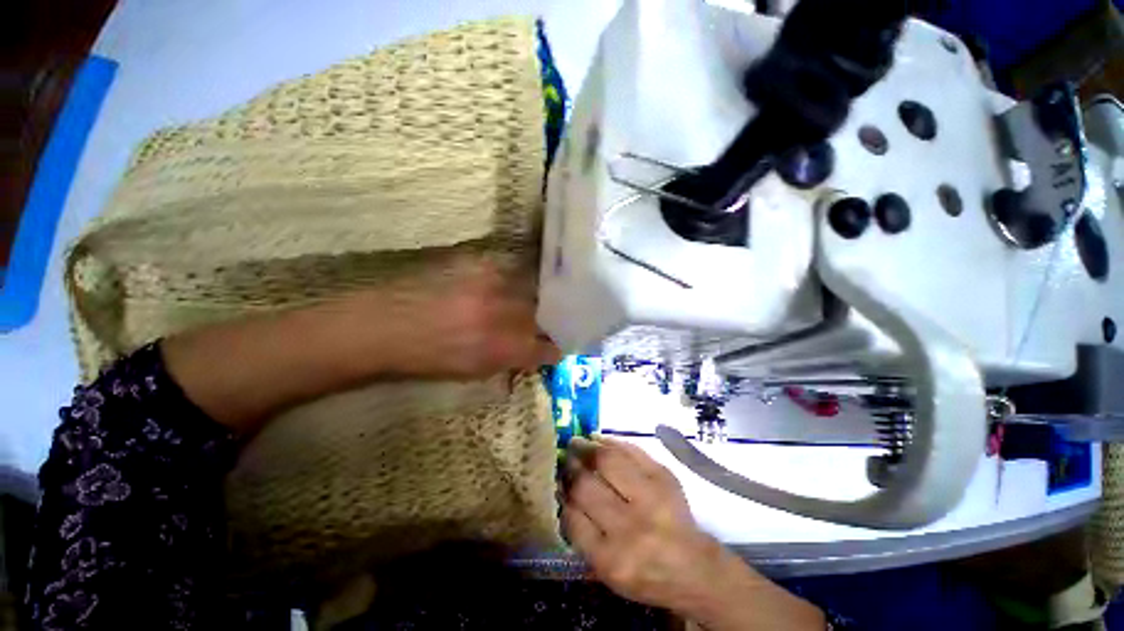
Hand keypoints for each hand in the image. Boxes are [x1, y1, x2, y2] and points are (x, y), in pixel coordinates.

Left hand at [359, 260, 560, 378]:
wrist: (383, 325)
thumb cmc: (425, 359)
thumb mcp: (472, 372)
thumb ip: (509, 362)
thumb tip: (532, 355)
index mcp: (502, 347)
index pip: (546, 347)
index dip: (554, 348)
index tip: (554, 347)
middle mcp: (503, 313)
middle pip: (544, 313)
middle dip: (546, 321)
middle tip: (541, 324)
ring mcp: (492, 284)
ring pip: (530, 289)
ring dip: (531, 299)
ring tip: (521, 304)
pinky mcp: (478, 263)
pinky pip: (508, 272)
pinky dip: (511, 282)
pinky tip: (500, 288)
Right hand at [561, 437, 824, 630]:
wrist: (694, 566)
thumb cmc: (644, 572)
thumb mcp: (607, 569)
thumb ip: (581, 534)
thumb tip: (562, 492)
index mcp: (612, 559)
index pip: (573, 518)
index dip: (562, 494)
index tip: (556, 480)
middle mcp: (631, 528)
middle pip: (587, 487)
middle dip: (571, 468)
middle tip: (564, 456)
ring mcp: (652, 498)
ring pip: (608, 462)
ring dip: (587, 448)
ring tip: (577, 442)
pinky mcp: (665, 477)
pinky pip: (631, 451)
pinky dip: (611, 442)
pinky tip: (598, 439)